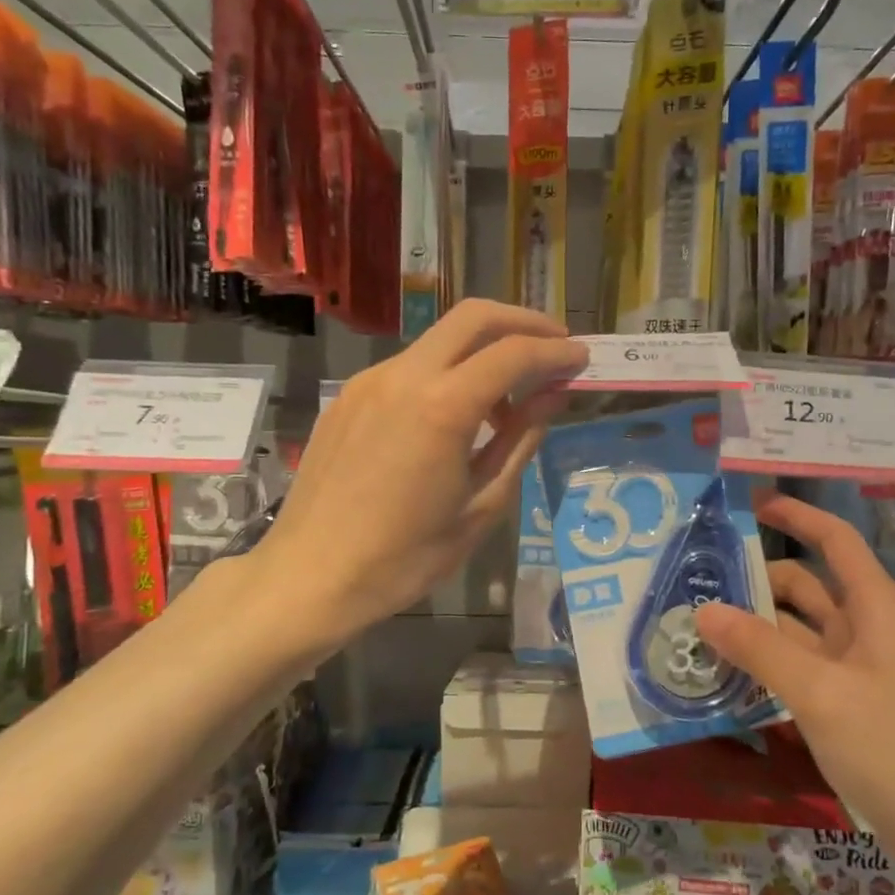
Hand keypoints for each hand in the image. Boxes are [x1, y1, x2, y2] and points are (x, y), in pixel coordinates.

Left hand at [257, 300, 587, 643]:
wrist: (313, 577)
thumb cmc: (407, 557)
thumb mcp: (482, 505)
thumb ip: (520, 440)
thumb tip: (552, 397)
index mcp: (442, 406)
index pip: (513, 354)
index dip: (556, 353)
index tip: (582, 361)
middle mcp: (403, 376)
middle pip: (473, 317)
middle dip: (522, 322)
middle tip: (555, 347)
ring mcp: (369, 382)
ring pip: (439, 341)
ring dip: (483, 351)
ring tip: (508, 399)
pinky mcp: (348, 397)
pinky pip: (410, 368)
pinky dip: (446, 373)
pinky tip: (456, 417)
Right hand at [695, 495, 894, 894]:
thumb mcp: (821, 693)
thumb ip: (760, 649)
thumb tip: (703, 610)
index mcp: (874, 608)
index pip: (833, 540)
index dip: (795, 515)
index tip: (748, 504)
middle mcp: (867, 631)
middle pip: (806, 588)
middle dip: (756, 582)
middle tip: (694, 586)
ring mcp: (860, 674)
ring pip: (798, 635)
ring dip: (754, 631)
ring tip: (696, 633)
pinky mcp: (853, 712)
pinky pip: (801, 675)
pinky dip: (767, 671)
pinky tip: (726, 682)